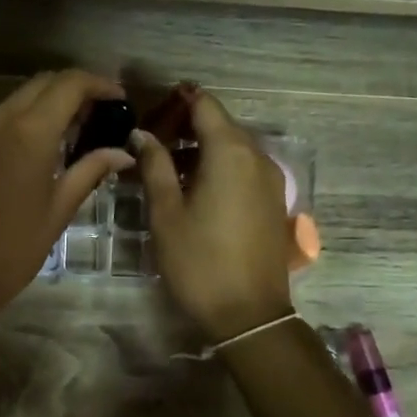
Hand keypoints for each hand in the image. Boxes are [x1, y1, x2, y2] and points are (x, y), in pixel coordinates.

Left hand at [0, 69, 133, 335]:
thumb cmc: (12, 250)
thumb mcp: (59, 210)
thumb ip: (90, 171)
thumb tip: (122, 153)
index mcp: (28, 132)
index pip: (69, 84)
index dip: (98, 84)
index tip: (119, 99)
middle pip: (41, 83)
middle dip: (74, 89)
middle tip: (99, 115)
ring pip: (17, 99)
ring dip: (47, 104)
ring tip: (73, 132)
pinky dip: (22, 121)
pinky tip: (37, 150)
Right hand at [135, 85, 293, 341]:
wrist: (249, 315)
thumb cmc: (199, 261)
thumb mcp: (166, 213)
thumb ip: (155, 166)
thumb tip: (142, 134)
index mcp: (230, 152)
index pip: (204, 104)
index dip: (176, 101)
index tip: (149, 112)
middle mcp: (257, 156)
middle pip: (221, 124)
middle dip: (186, 126)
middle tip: (150, 144)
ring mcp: (271, 179)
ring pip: (233, 147)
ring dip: (202, 149)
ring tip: (166, 169)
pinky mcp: (274, 200)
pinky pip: (244, 168)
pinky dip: (219, 167)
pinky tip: (194, 189)